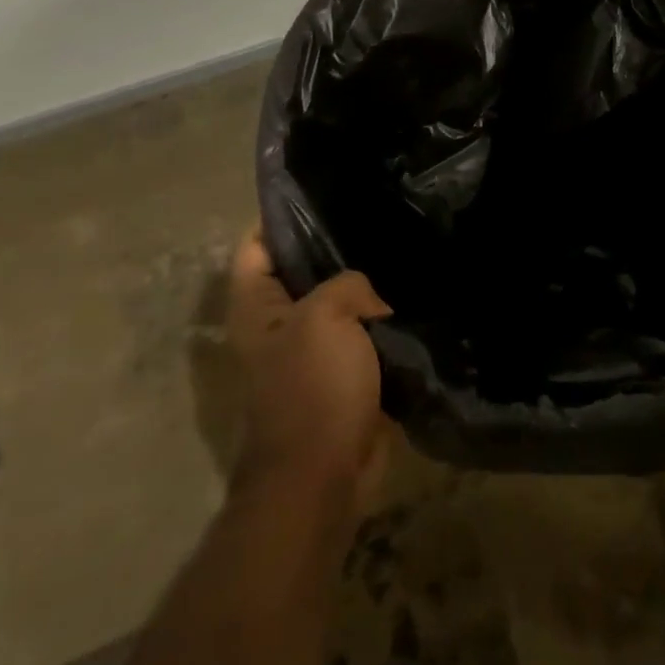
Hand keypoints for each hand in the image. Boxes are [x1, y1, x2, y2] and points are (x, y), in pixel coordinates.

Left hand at [225, 223, 394, 512]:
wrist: (323, 475)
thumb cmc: (312, 388)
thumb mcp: (326, 316)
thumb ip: (347, 283)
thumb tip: (371, 300)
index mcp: (256, 306)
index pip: (257, 243)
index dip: (283, 214)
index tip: (326, 189)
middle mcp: (277, 323)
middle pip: (300, 268)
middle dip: (334, 245)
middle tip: (377, 214)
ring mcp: (309, 349)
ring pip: (336, 300)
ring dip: (363, 283)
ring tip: (399, 247)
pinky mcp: (341, 373)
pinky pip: (361, 332)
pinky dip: (379, 318)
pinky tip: (409, 294)